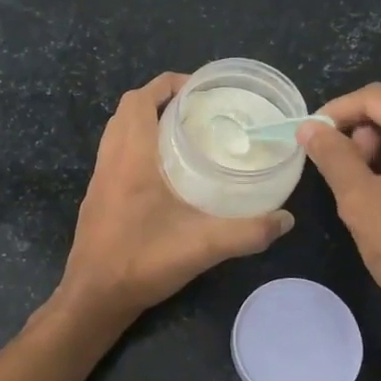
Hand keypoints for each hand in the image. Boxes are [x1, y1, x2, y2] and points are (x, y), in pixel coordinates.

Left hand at [59, 73, 292, 325]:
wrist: (94, 296)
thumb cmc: (142, 261)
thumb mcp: (202, 246)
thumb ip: (248, 232)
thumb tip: (286, 219)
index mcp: (131, 157)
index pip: (140, 99)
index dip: (167, 85)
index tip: (200, 89)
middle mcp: (111, 159)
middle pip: (127, 109)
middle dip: (159, 99)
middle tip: (197, 110)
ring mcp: (100, 178)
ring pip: (118, 131)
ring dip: (145, 121)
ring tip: (184, 134)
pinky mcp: (97, 196)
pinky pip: (115, 153)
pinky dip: (136, 145)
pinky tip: (164, 171)